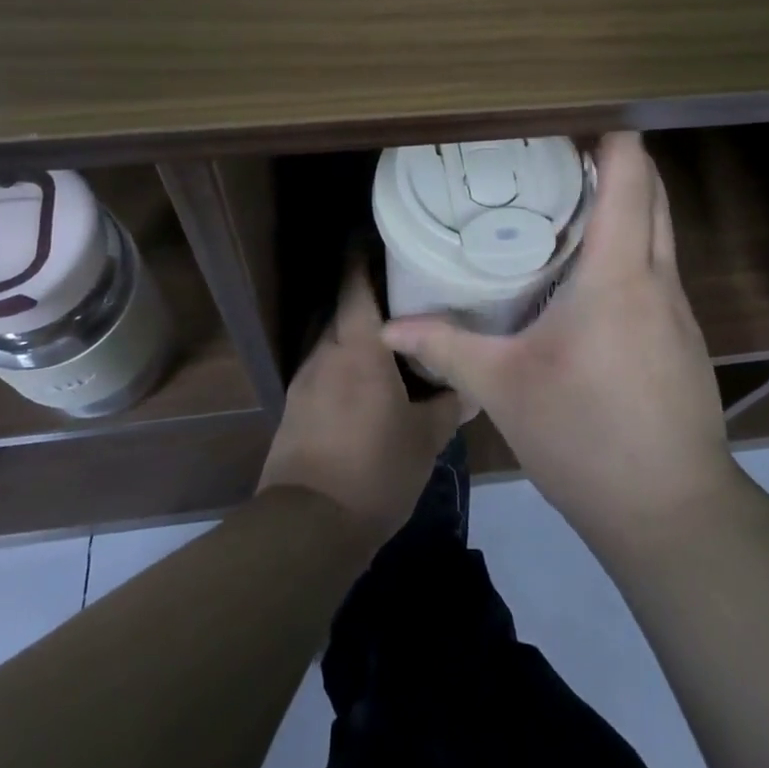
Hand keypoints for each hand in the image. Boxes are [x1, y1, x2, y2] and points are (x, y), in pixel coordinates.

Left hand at [258, 263, 463, 541]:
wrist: (307, 528)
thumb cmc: (374, 470)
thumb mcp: (425, 439)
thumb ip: (449, 406)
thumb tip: (472, 388)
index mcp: (358, 348)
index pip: (355, 285)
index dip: (363, 257)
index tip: (382, 239)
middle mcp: (325, 354)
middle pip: (343, 310)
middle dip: (367, 297)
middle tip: (405, 293)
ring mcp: (305, 382)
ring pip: (332, 342)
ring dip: (356, 336)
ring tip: (391, 339)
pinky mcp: (296, 410)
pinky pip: (324, 371)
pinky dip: (345, 366)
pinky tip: (367, 384)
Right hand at [380, 132, 735, 545]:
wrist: (673, 514)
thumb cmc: (586, 437)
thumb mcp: (505, 389)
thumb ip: (446, 348)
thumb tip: (388, 328)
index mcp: (619, 273)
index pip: (631, 174)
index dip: (609, 133)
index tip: (568, 117)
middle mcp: (658, 276)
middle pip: (652, 190)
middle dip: (614, 159)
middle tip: (556, 153)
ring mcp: (679, 308)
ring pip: (660, 228)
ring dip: (625, 203)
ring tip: (566, 201)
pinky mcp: (683, 336)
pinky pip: (659, 266)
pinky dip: (631, 245)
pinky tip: (589, 273)